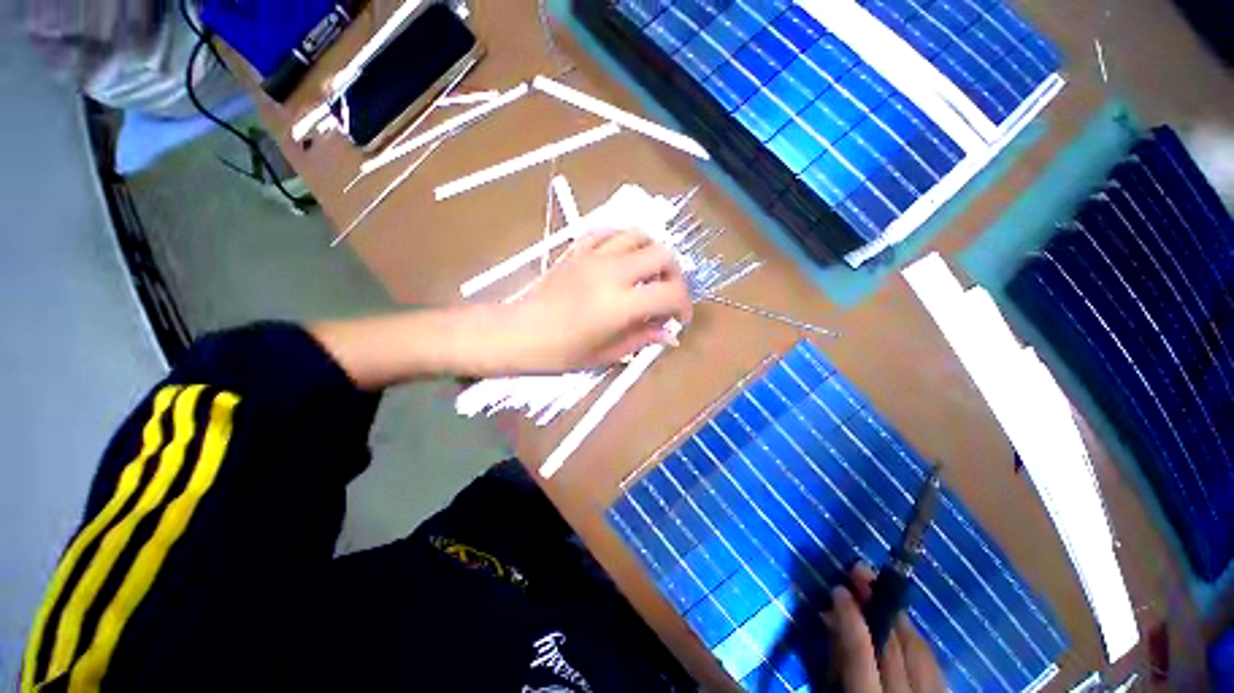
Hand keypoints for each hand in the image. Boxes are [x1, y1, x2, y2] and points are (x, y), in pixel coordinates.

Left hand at [308, 230, 692, 388]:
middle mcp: (612, 272)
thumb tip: (669, 334)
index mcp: (619, 304)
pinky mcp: (576, 250)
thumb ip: (641, 339)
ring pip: (637, 235)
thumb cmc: (557, 353)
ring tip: (649, 273)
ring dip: (652, 252)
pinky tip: (623, 256)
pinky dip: (624, 240)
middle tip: (667, 294)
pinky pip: (608, 231)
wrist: (516, 333)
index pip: (670, 293)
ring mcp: (592, 256)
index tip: (680, 319)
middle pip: (662, 254)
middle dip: (674, 275)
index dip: (684, 305)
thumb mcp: (604, 355)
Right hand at [824, 564, 944, 692]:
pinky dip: (917, 641)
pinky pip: (935, 665)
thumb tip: (831, 621)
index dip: (850, 617)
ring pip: (922, 653)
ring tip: (881, 591)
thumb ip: (840, 664)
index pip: (861, 654)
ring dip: (899, 618)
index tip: (839, 589)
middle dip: (878, 605)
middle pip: (896, 647)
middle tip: (861, 571)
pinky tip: (906, 629)